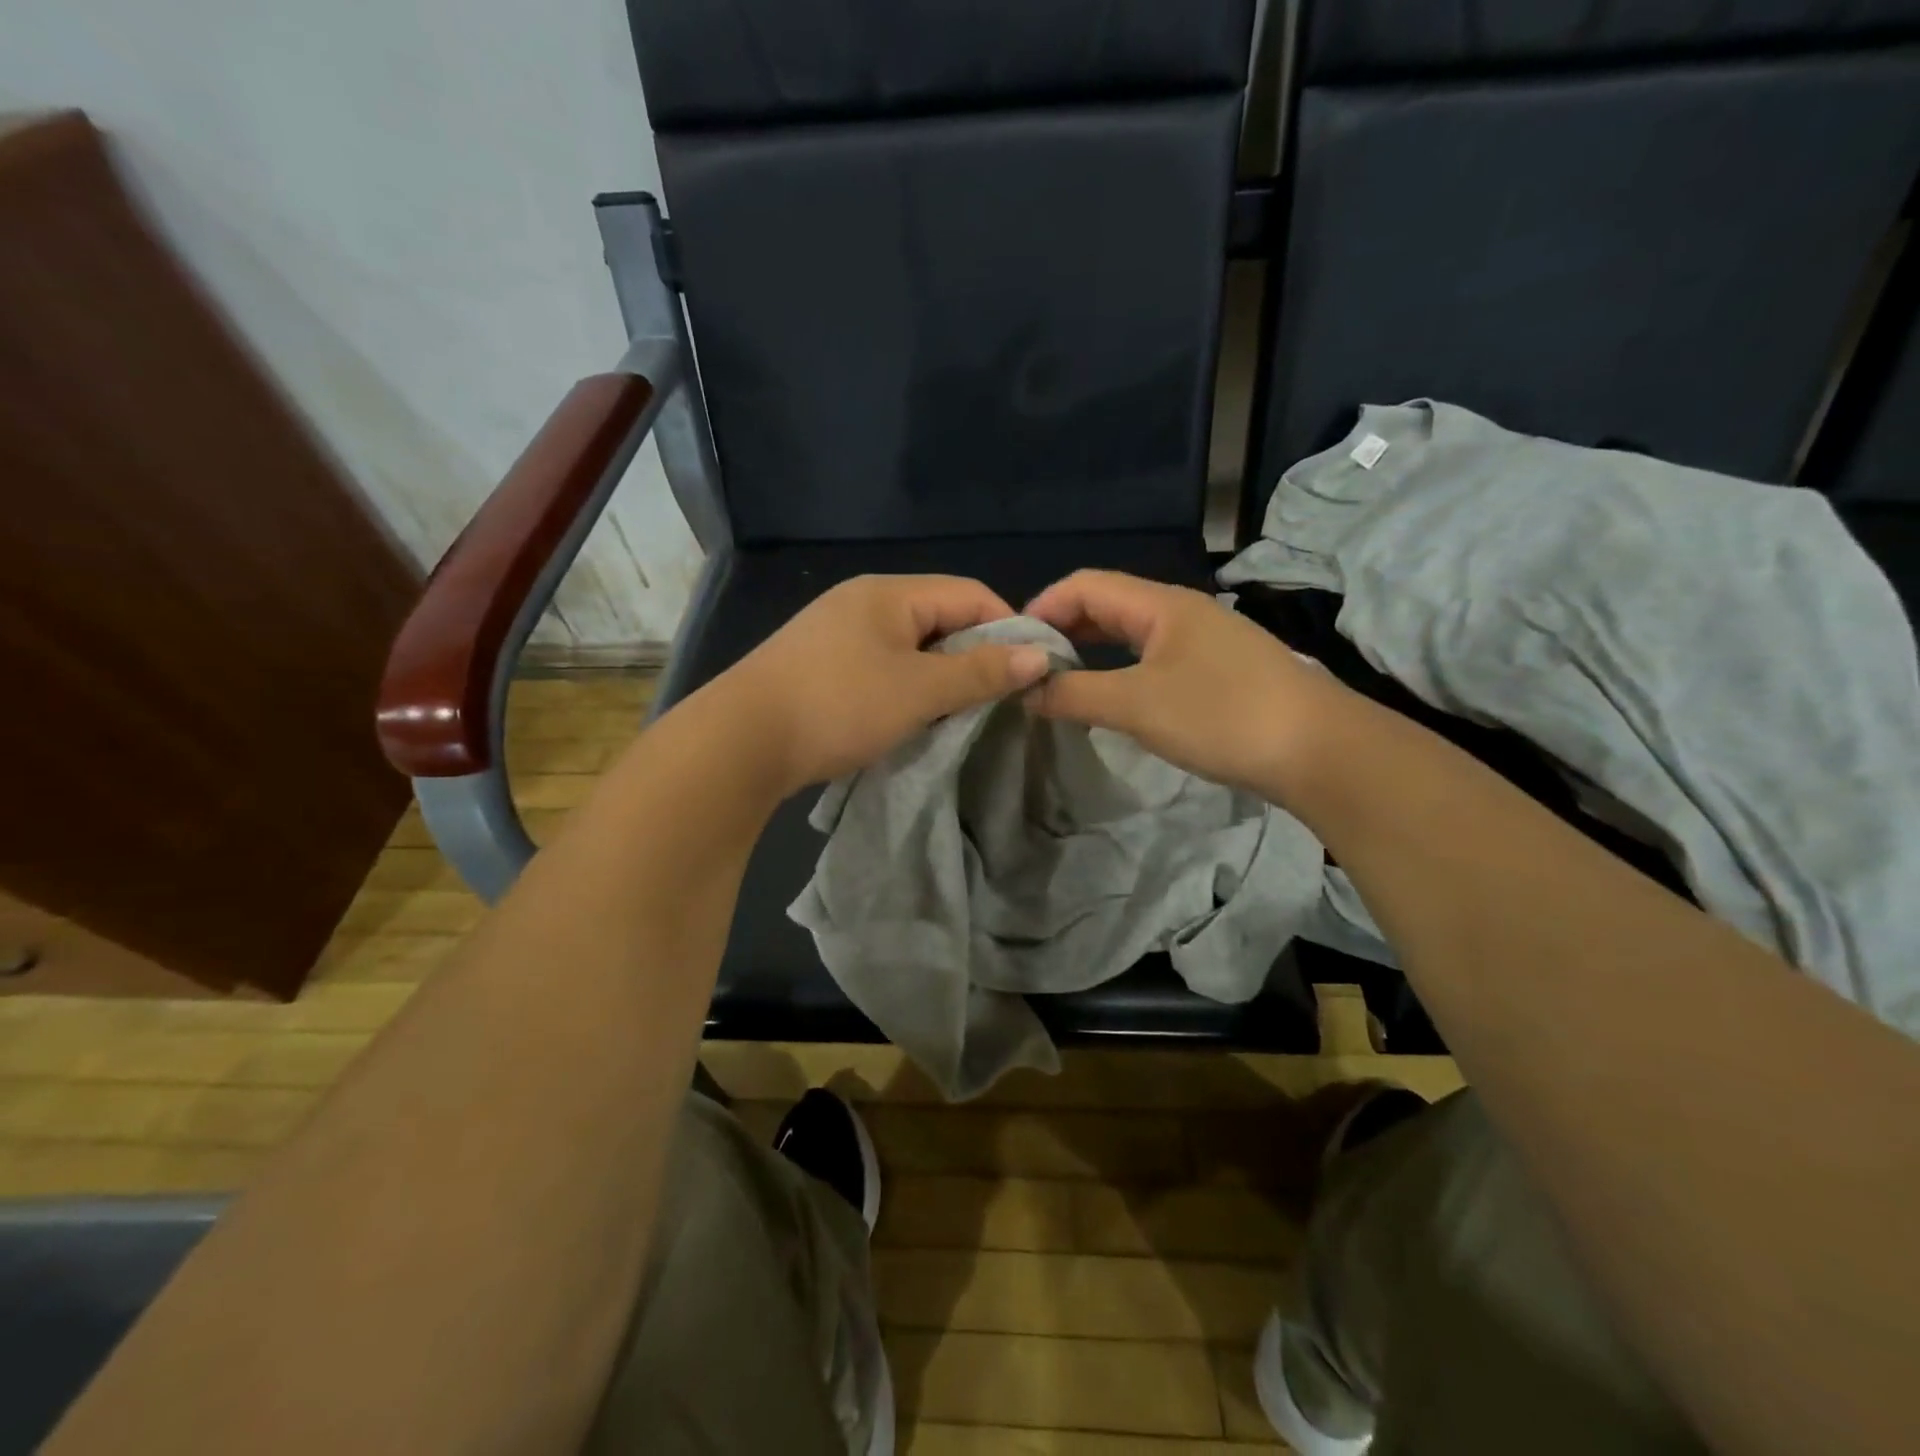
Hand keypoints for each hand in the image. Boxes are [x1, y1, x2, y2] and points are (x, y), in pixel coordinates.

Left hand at [714, 575, 1051, 793]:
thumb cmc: (838, 706)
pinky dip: (907, 686)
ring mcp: (837, 632)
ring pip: (910, 646)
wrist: (740, 742)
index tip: (1031, 670)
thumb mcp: (919, 690)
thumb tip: (1039, 656)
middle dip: (973, 654)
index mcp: (889, 593)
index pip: (969, 593)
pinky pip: (881, 665)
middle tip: (997, 697)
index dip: (1007, 627)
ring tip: (960, 712)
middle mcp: (863, 601)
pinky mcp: (820, 664)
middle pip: (939, 617)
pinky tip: (912, 715)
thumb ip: (980, 672)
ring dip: (940, 675)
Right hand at [1024, 570, 1348, 795]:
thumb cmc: (1222, 716)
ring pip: (1130, 635)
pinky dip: (1118, 671)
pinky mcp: (1215, 672)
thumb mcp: (1137, 705)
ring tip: (1057, 682)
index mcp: (1160, 604)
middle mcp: (1179, 612)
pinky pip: (1151, 659)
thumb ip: (1075, 693)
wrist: (1318, 751)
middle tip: (1027, 667)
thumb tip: (1024, 689)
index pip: (1085, 585)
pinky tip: (1107, 697)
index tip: (1011, 646)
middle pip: (1106, 605)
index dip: (1042, 607)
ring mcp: (1201, 641)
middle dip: (1062, 630)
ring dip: (1090, 652)